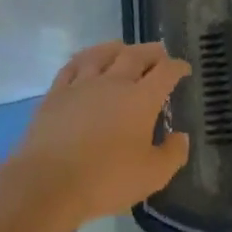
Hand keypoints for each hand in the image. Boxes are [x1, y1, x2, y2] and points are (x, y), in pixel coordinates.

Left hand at [8, 42, 191, 231]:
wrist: (47, 184)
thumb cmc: (106, 179)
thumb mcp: (153, 175)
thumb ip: (173, 154)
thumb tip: (181, 136)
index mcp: (142, 99)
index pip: (166, 72)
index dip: (178, 67)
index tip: (184, 69)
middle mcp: (114, 83)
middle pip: (136, 55)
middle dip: (152, 52)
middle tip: (159, 53)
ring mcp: (82, 85)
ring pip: (102, 54)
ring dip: (118, 48)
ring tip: (123, 48)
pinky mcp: (55, 94)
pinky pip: (72, 66)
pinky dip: (85, 58)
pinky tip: (86, 62)